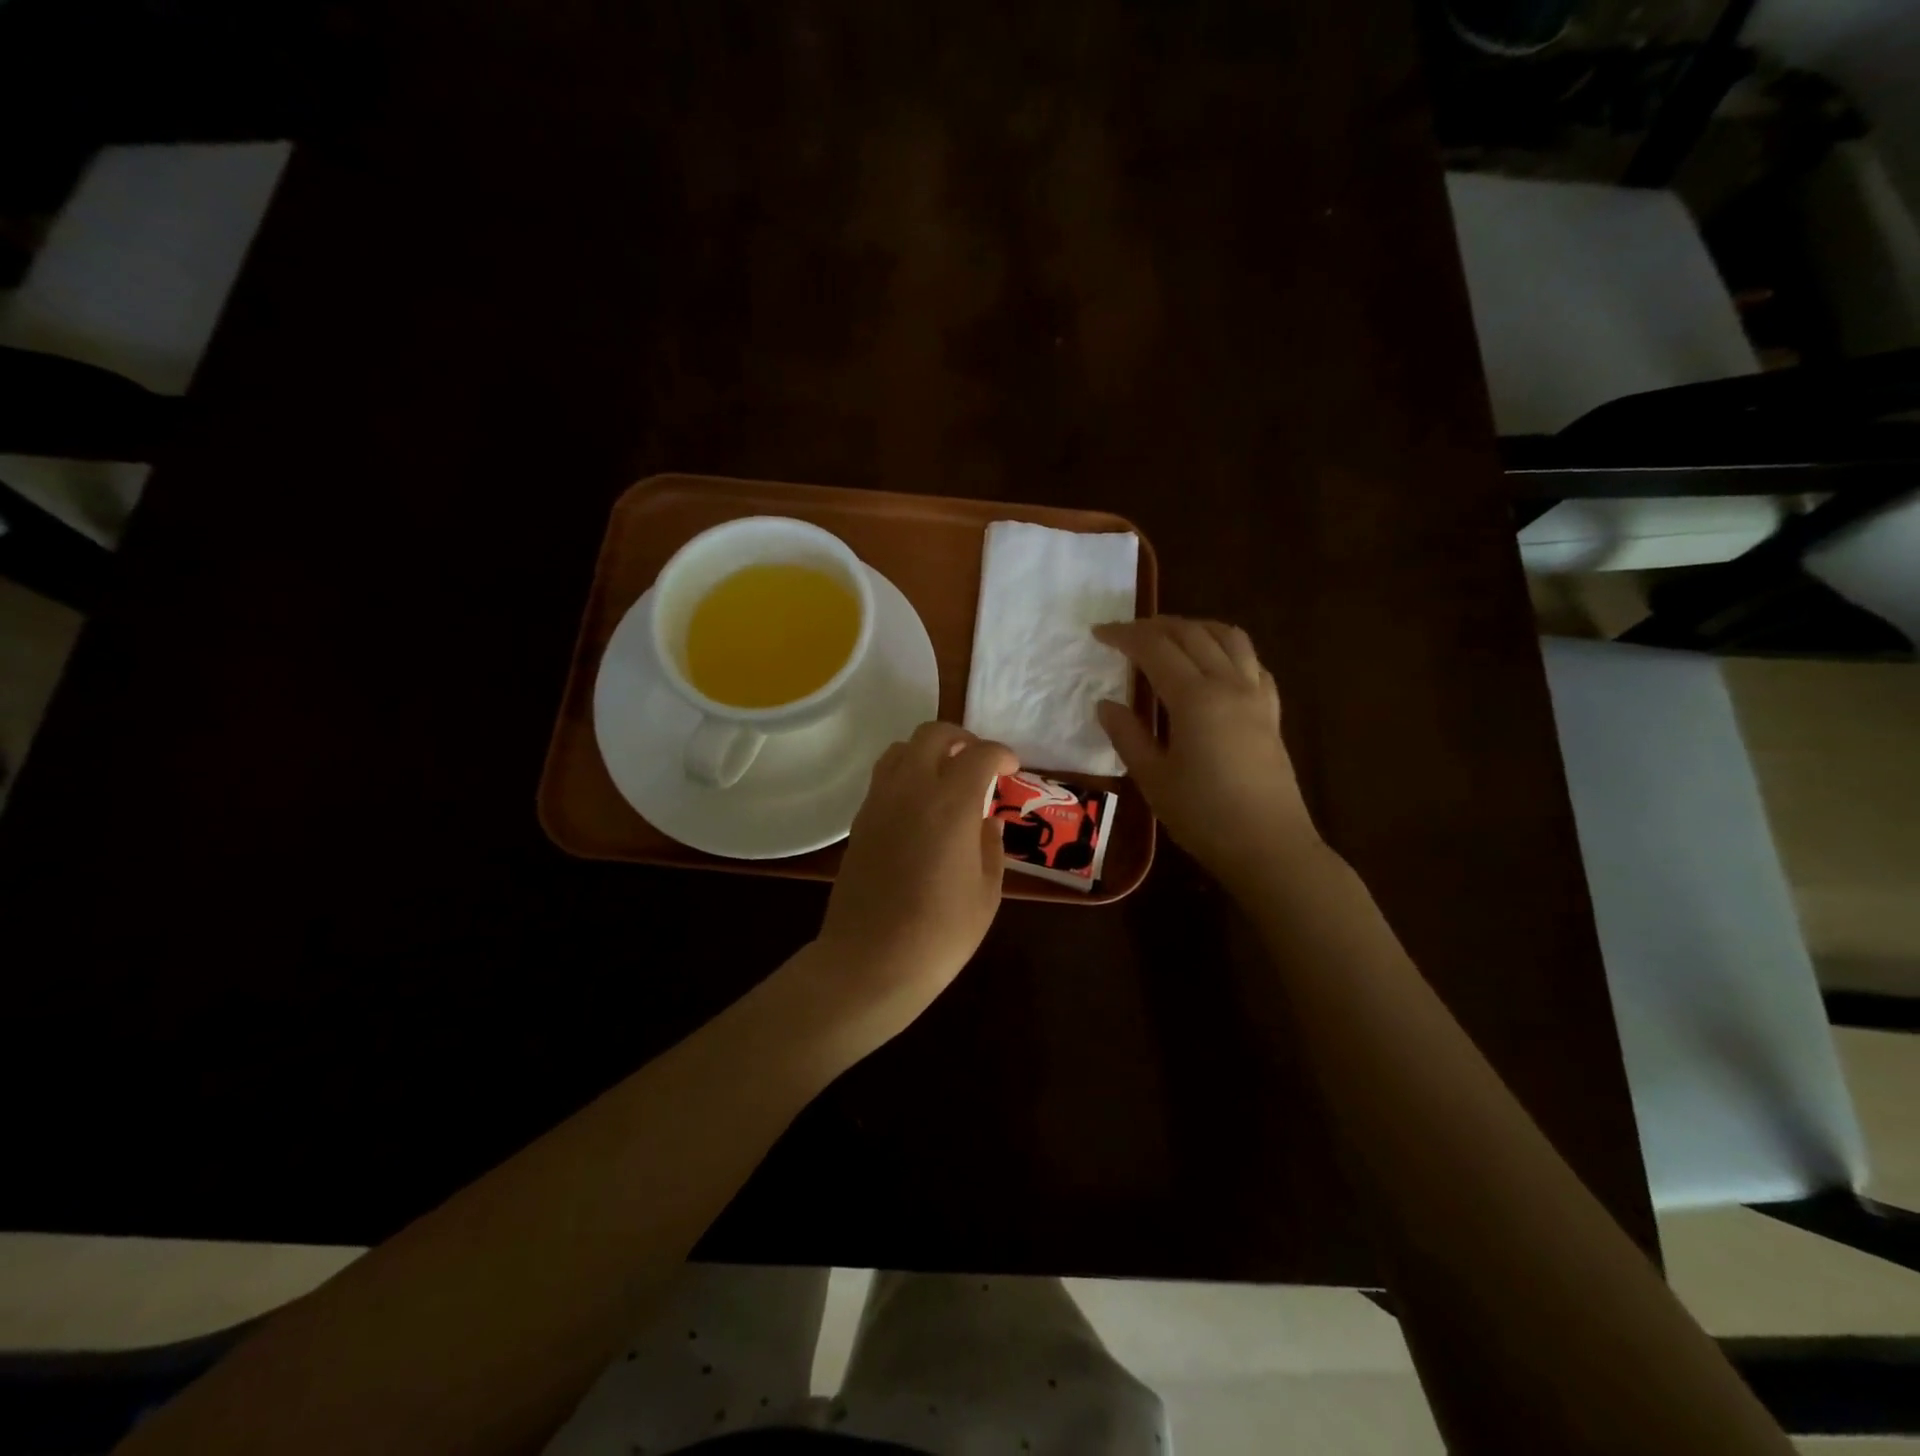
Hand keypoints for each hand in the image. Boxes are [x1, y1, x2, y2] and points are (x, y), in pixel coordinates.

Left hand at [812, 721, 1017, 1041]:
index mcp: (951, 804)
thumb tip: (986, 821)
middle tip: (978, 762)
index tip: (1011, 769)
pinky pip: (883, 777)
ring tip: (946, 777)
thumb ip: (991, 847)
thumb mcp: (986, 894)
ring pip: (900, 749)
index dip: (1001, 754)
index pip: (979, 754)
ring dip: (928, 751)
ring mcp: (879, 803)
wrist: (871, 962)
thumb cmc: (940, 934)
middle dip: (962, 739)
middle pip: (933, 734)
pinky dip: (905, 774)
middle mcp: (912, 790)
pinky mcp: (860, 822)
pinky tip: (919, 806)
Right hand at [1093, 617, 1320, 884]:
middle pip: (1192, 634)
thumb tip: (1106, 704)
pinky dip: (1227, 649)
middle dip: (1155, 626)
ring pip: (1229, 637)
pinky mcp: (1271, 712)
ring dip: (1195, 627)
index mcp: (1195, 698)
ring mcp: (1256, 695)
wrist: (1269, 847)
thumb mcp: (1153, 778)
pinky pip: (1252, 662)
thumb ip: (1127, 735)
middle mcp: (1229, 684)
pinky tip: (1214, 665)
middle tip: (1126, 634)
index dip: (1124, 635)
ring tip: (1170, 637)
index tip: (1098, 633)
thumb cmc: (1203, 816)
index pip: (1155, 648)